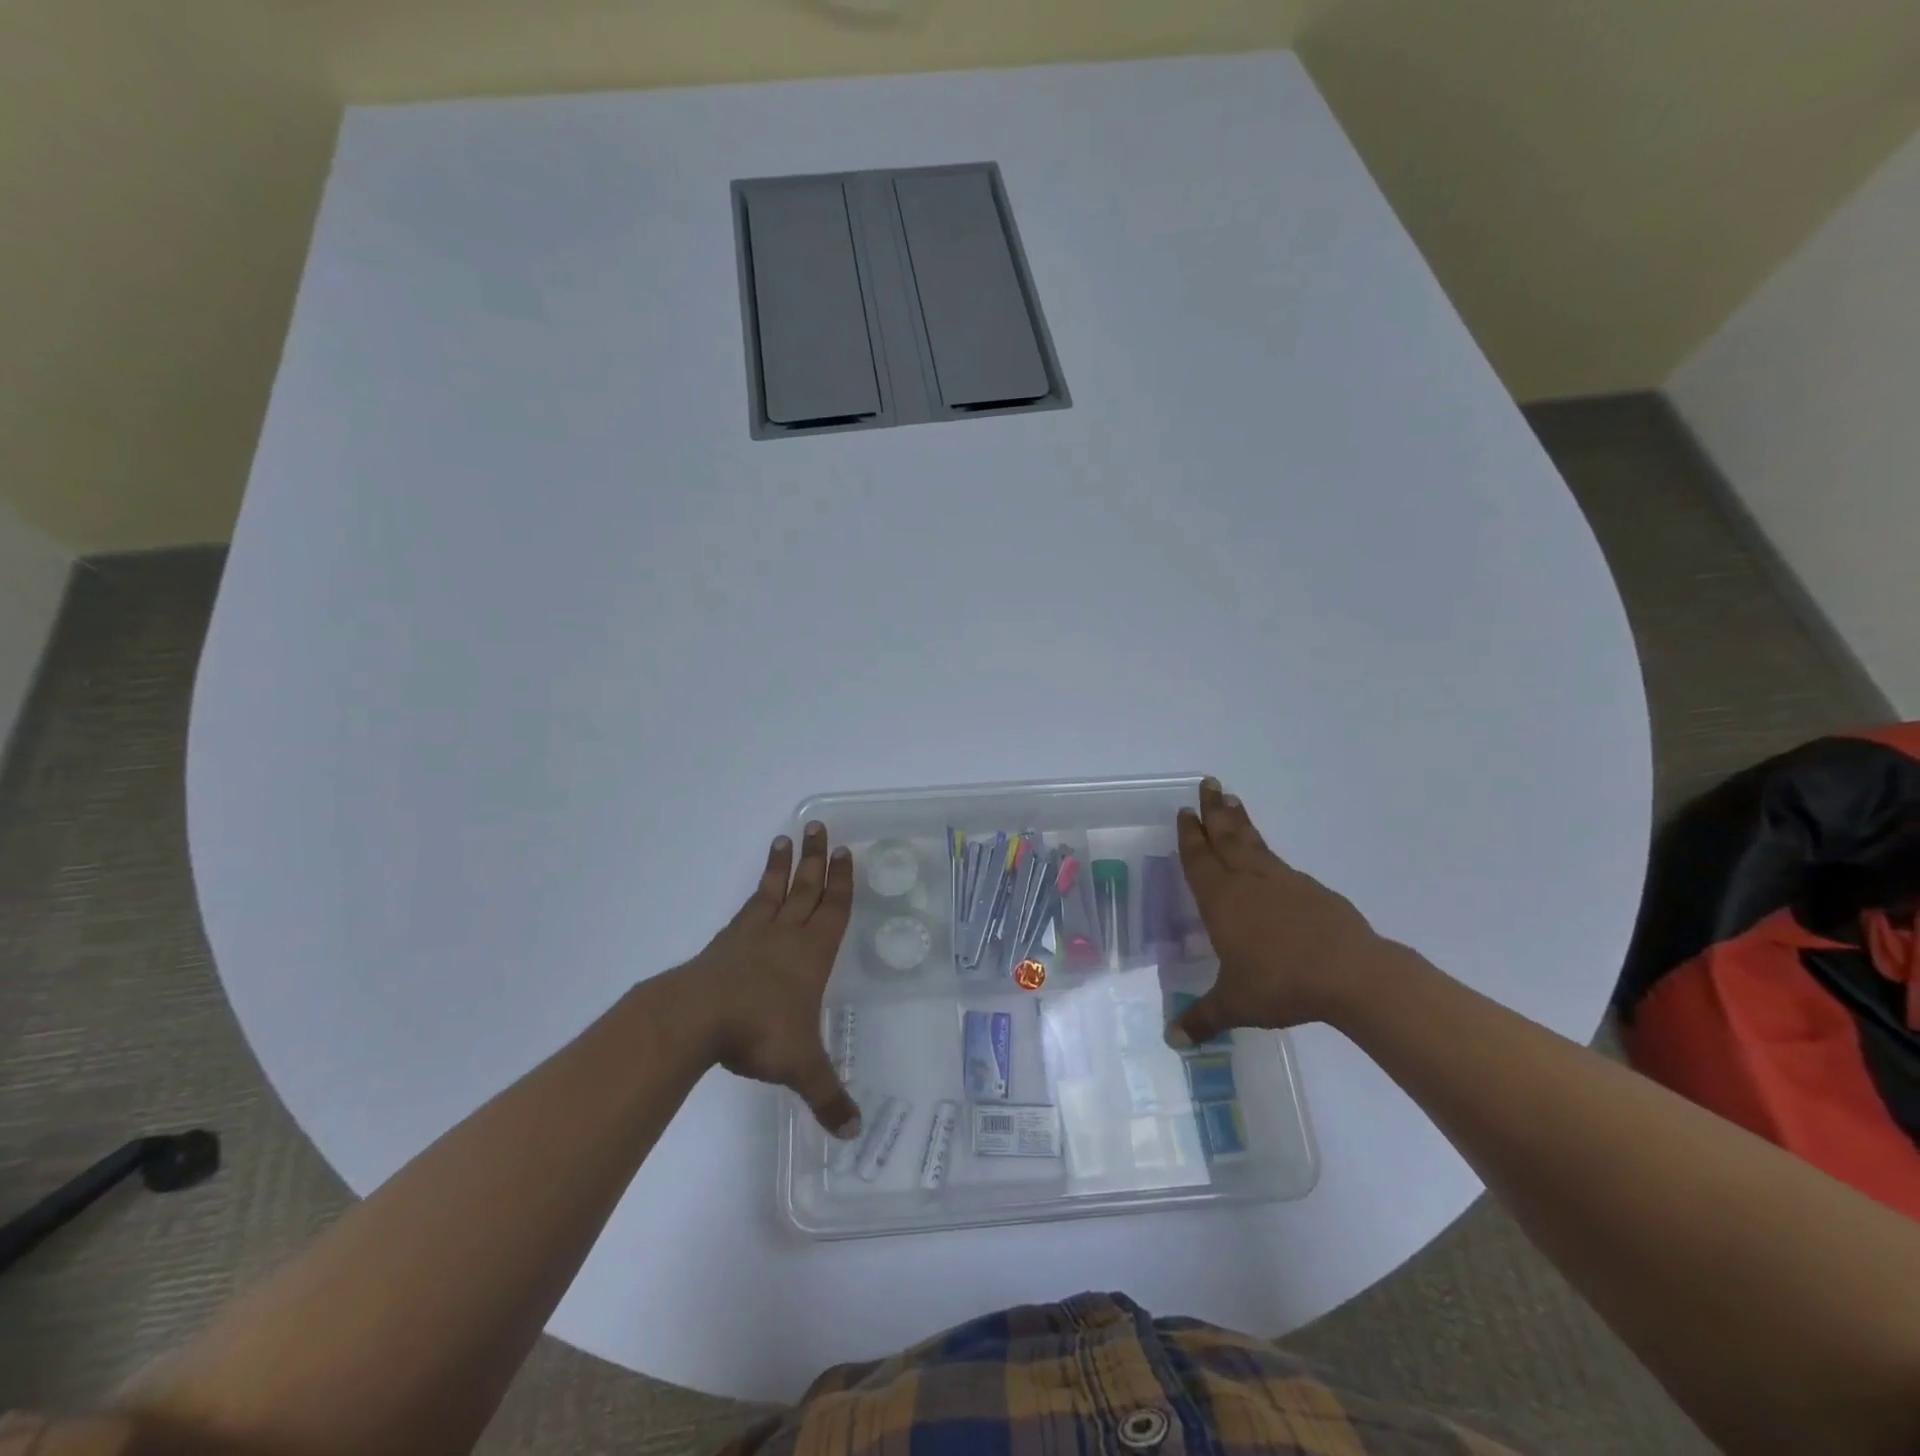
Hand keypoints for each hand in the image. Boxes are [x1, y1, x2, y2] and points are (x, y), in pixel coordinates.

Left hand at [676, 821, 861, 1139]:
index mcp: (812, 954)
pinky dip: (757, 890)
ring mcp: (754, 935)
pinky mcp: (727, 942)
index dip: (841, 882)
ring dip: (783, 865)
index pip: (834, 909)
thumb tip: (854, 1132)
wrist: (697, 1019)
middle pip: (806, 888)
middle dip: (816, 859)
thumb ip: (828, 1096)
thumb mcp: (801, 1066)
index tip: (844, 852)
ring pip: (776, 891)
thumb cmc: (759, 1032)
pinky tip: (757, 889)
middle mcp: (787, 935)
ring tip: (785, 838)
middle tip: (819, 827)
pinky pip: (749, 907)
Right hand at [1167, 778, 1404, 1043]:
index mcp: (1222, 901)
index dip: (1190, 836)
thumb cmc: (1281, 984)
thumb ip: (1201, 1018)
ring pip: (1255, 844)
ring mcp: (1284, 883)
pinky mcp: (1313, 892)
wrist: (1351, 975)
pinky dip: (1268, 852)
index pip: (1199, 860)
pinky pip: (1280, 864)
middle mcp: (1248, 883)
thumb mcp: (1235, 1005)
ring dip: (1241, 822)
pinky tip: (1269, 858)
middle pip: (1227, 837)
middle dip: (1214, 811)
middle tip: (1208, 783)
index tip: (1185, 811)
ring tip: (1233, 800)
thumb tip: (1171, 1041)